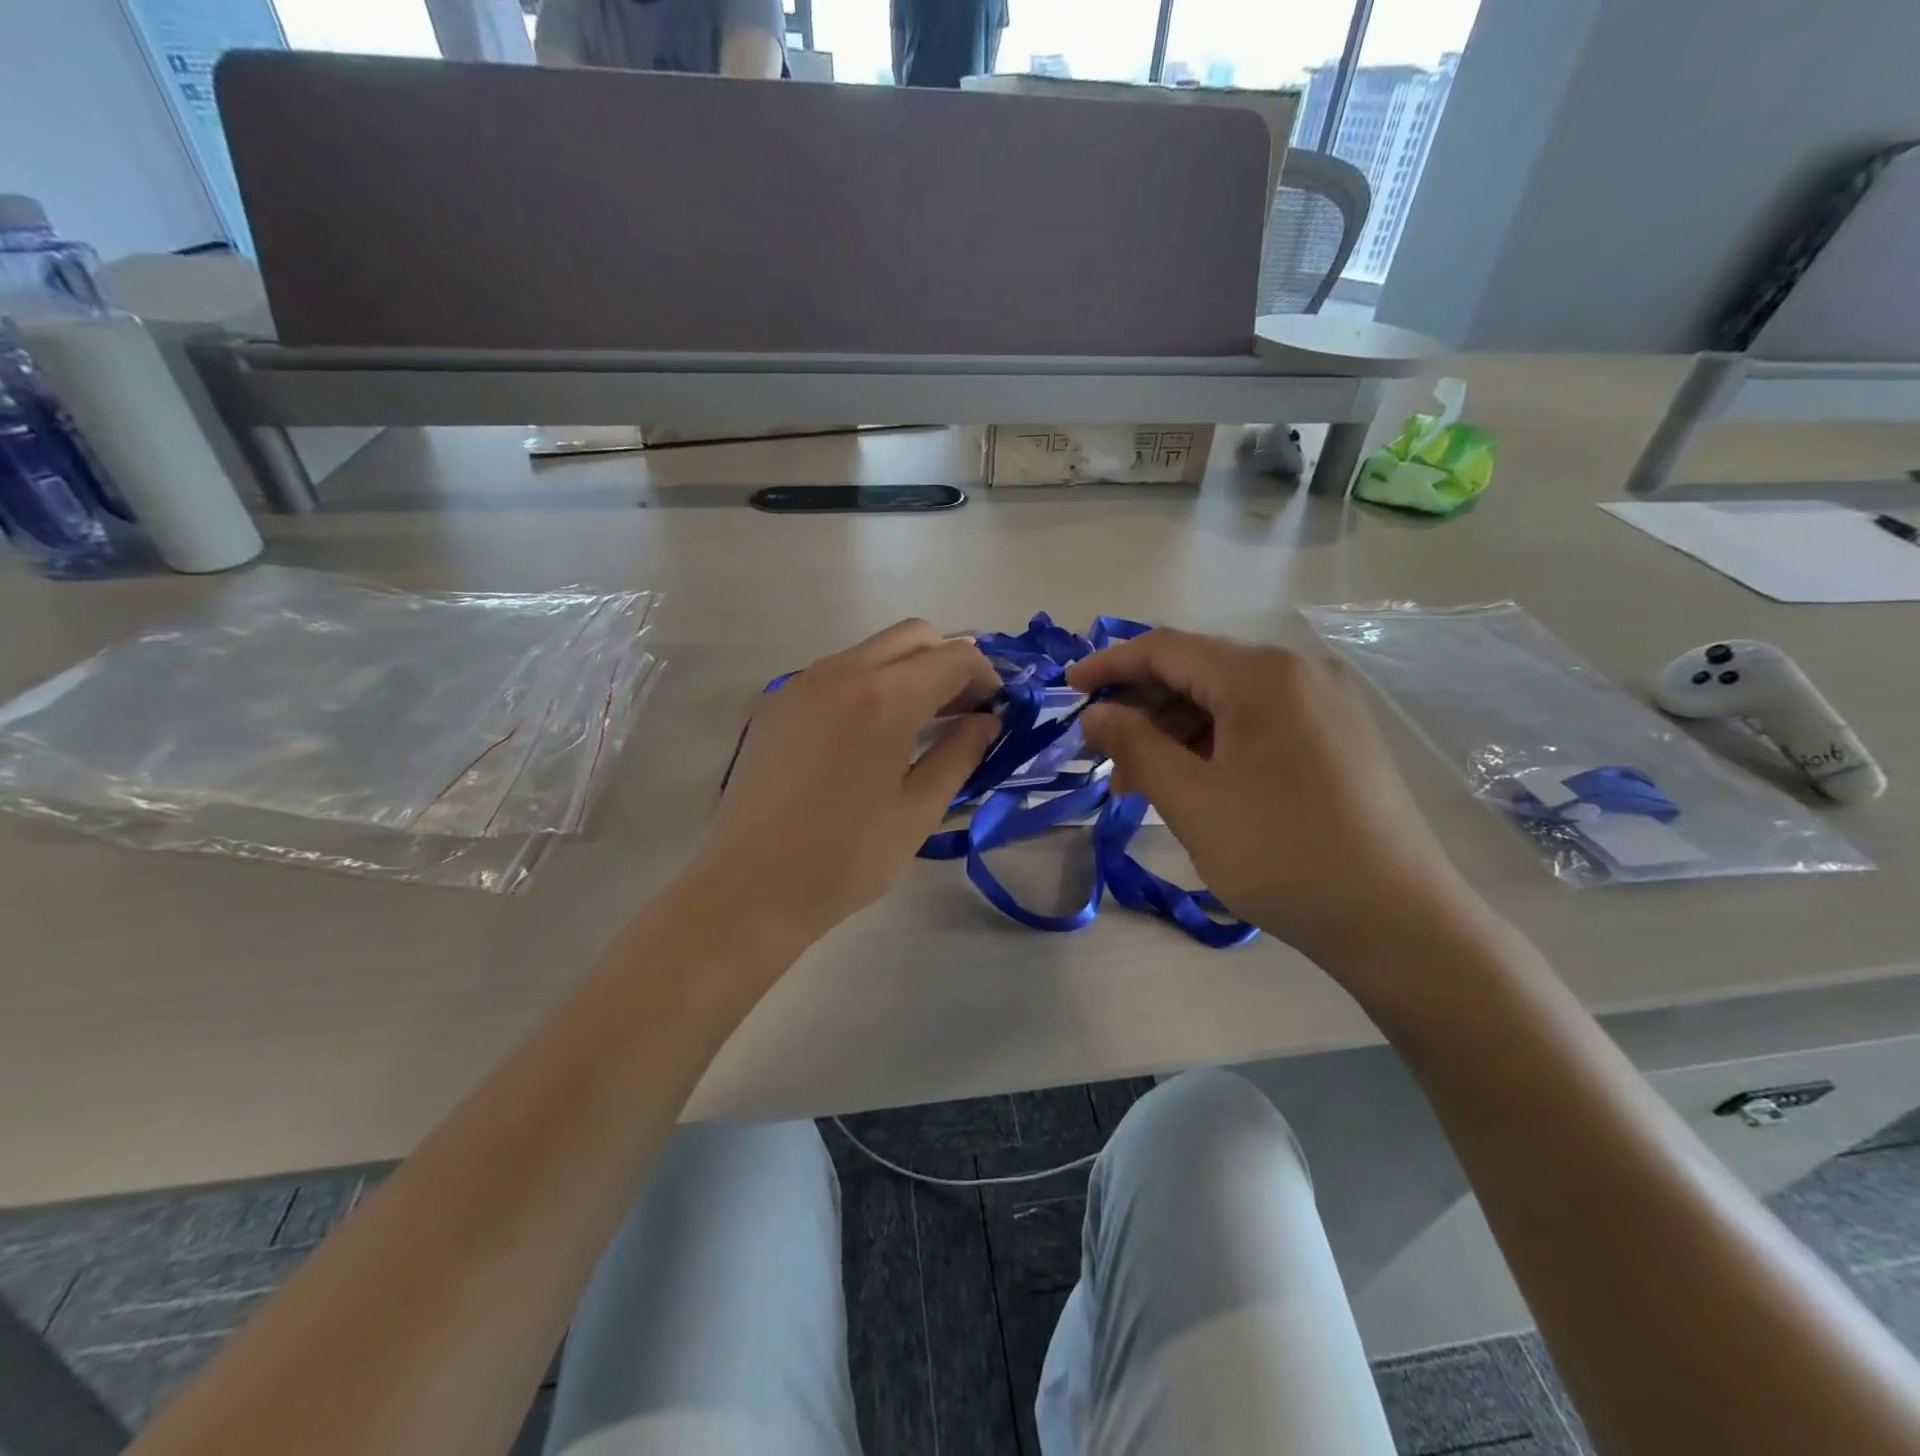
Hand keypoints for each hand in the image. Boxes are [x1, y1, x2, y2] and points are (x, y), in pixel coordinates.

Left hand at [692, 621, 1001, 944]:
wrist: (750, 886)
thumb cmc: (846, 857)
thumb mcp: (919, 810)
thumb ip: (960, 754)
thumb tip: (985, 722)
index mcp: (885, 696)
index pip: (954, 656)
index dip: (985, 677)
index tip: (994, 710)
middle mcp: (842, 671)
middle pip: (912, 636)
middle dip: (947, 662)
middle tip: (960, 711)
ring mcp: (801, 682)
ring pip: (871, 651)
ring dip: (906, 671)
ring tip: (917, 724)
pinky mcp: (774, 703)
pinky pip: (835, 673)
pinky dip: (866, 685)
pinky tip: (866, 736)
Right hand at [1068, 629, 1480, 965]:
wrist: (1398, 922)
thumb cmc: (1282, 855)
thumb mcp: (1192, 801)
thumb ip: (1135, 746)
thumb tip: (1096, 715)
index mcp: (1261, 675)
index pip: (1166, 649)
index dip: (1109, 666)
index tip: (1068, 690)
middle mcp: (1299, 672)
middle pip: (1198, 670)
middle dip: (1142, 706)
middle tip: (1101, 750)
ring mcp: (1327, 702)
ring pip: (1228, 699)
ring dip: (1176, 730)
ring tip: (1139, 780)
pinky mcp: (1340, 736)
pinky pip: (1259, 722)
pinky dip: (1215, 743)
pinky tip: (1192, 782)